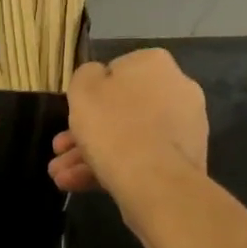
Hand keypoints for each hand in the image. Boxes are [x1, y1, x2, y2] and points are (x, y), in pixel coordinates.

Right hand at [49, 49, 207, 202]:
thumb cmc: (113, 124)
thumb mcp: (83, 88)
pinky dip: (115, 168)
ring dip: (93, 155)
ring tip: (61, 177)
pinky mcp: (186, 162)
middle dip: (87, 132)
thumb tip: (99, 78)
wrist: (155, 181)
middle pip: (122, 109)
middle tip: (60, 150)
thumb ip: (87, 75)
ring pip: (130, 137)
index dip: (91, 93)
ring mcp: (185, 128)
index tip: (75, 112)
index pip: (116, 71)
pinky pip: (144, 158)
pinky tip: (80, 185)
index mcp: (154, 63)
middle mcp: (178, 89)